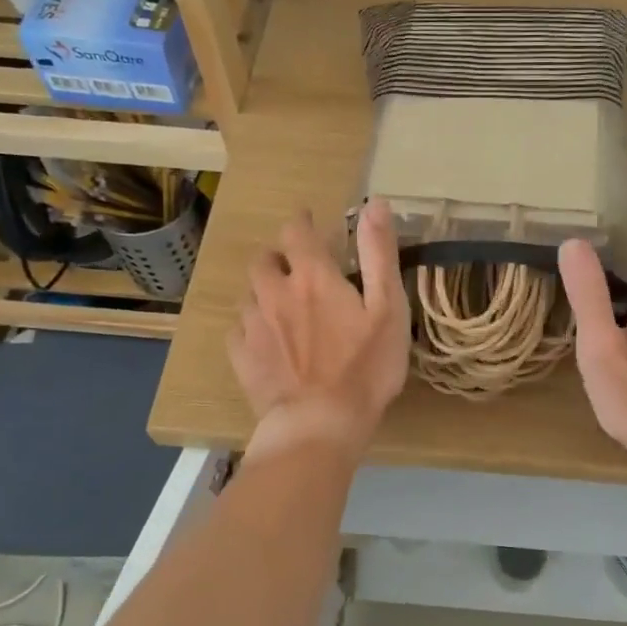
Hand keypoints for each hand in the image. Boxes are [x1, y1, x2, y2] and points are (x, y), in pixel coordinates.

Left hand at [229, 198, 410, 457]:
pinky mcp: (241, 357)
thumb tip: (374, 203)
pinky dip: (251, 325)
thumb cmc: (365, 366)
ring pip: (250, 294)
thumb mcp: (388, 307)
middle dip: (278, 257)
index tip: (310, 223)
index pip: (297, 231)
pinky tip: (266, 339)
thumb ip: (379, 253)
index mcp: (312, 276)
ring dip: (265, 291)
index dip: (303, 222)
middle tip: (297, 270)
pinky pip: (238, 329)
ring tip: (283, 307)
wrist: (320, 423)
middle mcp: (274, 292)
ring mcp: (253, 325)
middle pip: (264, 259)